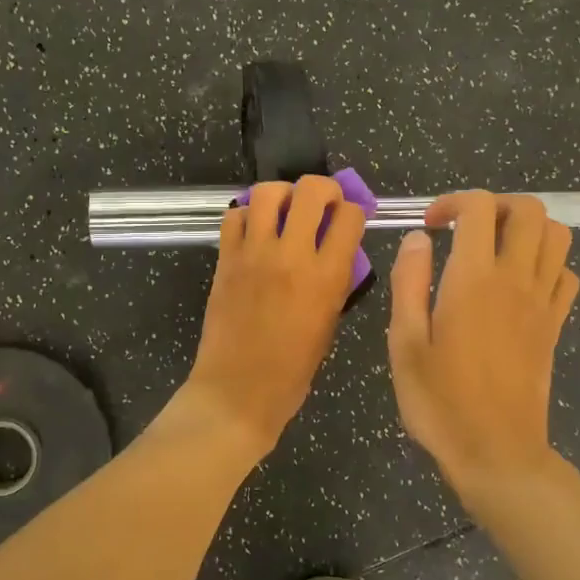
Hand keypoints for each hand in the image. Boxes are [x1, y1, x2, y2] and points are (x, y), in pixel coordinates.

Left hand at [178, 175, 366, 454]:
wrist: (237, 390)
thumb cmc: (292, 370)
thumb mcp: (330, 324)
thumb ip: (336, 281)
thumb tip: (336, 252)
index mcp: (326, 277)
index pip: (350, 216)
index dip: (354, 211)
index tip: (349, 219)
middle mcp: (292, 256)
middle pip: (311, 190)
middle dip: (324, 189)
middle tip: (323, 203)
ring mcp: (254, 253)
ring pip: (268, 192)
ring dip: (282, 194)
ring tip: (285, 210)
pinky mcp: (225, 258)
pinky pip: (234, 216)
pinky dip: (247, 215)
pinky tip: (254, 230)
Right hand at [387, 192, 578, 497]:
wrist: (496, 453)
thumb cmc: (440, 401)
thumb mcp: (404, 343)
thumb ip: (409, 283)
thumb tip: (417, 239)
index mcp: (473, 280)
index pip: (479, 208)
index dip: (453, 203)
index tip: (430, 227)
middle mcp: (515, 280)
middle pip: (529, 210)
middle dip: (496, 205)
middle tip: (465, 229)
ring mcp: (542, 303)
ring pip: (557, 236)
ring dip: (527, 229)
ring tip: (493, 249)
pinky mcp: (555, 326)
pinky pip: (566, 275)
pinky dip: (546, 264)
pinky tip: (518, 284)